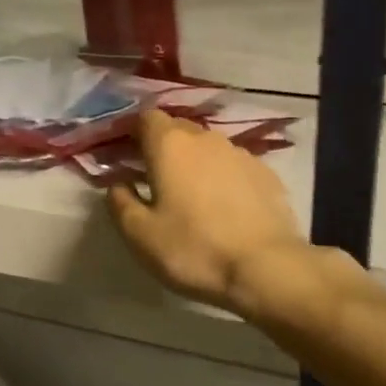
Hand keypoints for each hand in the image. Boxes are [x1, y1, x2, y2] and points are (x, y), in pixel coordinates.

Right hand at [109, 110, 371, 323]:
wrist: (267, 268)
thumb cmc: (194, 249)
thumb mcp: (140, 235)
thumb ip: (120, 202)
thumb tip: (117, 183)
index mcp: (169, 145)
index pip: (146, 117)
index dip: (134, 132)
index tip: (126, 155)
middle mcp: (205, 138)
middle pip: (177, 129)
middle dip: (163, 147)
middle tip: (154, 177)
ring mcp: (239, 153)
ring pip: (207, 148)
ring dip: (194, 163)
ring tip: (191, 195)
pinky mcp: (266, 173)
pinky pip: (233, 166)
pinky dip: (223, 178)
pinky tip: (224, 207)